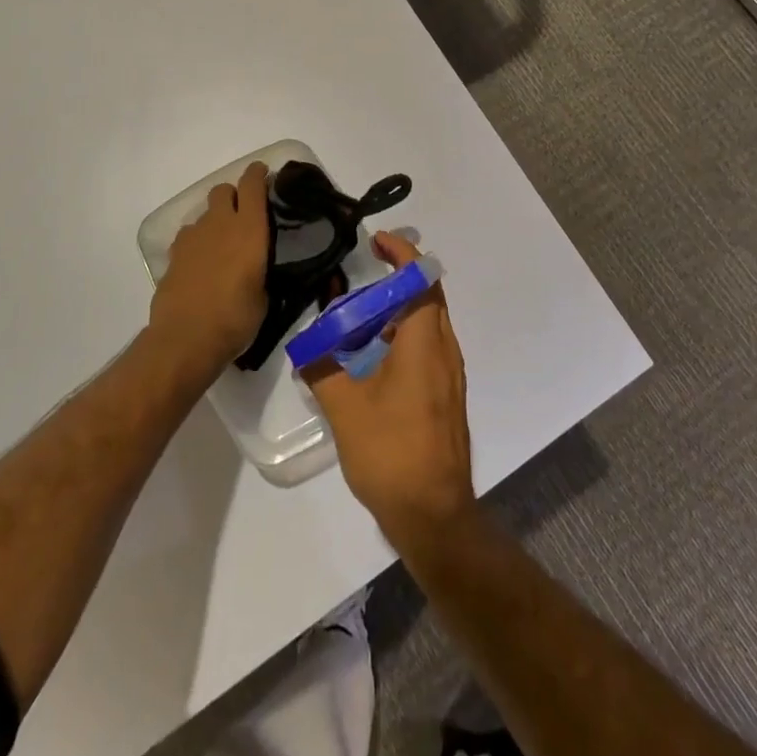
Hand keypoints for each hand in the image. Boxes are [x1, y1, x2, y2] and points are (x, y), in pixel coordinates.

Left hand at [149, 162, 270, 385]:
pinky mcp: (173, 255)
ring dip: (214, 221)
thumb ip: (261, 269)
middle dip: (233, 196)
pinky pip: (188, 236)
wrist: (186, 339)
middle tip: (243, 214)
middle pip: (223, 190)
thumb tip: (257, 266)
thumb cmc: (236, 318)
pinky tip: (201, 263)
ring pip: (204, 214)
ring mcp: (192, 238)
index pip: (252, 185)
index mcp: (249, 229)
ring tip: (221, 245)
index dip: (258, 174)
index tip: (264, 173)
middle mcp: (219, 224)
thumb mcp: (264, 295)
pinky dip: (197, 242)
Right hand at [306, 231, 474, 547]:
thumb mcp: (345, 409)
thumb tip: (306, 345)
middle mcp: (444, 350)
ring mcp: (450, 375)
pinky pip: (428, 348)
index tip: (376, 241)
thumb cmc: (391, 453)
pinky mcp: (447, 395)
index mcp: (424, 342)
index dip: (401, 254)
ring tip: (361, 316)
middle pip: (428, 297)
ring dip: (400, 310)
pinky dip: (404, 336)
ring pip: (428, 324)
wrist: (434, 514)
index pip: (421, 279)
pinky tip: (373, 358)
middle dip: (398, 278)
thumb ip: (322, 369)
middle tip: (363, 274)